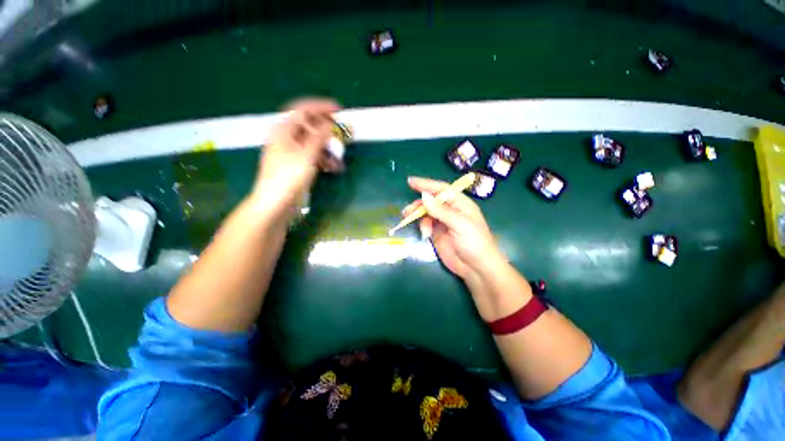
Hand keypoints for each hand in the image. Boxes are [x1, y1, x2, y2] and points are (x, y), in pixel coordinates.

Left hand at [251, 98, 342, 215]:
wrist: (275, 204)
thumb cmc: (289, 177)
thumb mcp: (307, 154)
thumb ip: (320, 137)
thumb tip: (331, 123)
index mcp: (284, 130)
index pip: (303, 109)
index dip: (321, 107)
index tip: (339, 110)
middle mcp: (287, 138)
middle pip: (310, 127)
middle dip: (328, 131)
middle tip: (344, 135)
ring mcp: (292, 153)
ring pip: (314, 144)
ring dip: (329, 149)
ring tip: (341, 159)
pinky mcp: (297, 166)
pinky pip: (313, 156)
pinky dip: (324, 160)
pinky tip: (334, 168)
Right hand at [404, 177, 504, 279]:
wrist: (476, 268)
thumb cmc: (474, 242)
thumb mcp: (459, 224)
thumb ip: (440, 211)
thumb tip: (423, 195)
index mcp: (460, 203)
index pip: (441, 189)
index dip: (426, 184)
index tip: (411, 181)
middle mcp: (450, 210)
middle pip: (431, 200)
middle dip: (419, 203)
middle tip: (408, 210)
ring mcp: (443, 222)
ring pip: (426, 212)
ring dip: (417, 214)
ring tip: (409, 218)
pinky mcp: (437, 233)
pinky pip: (425, 224)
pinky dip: (421, 225)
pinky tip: (424, 233)